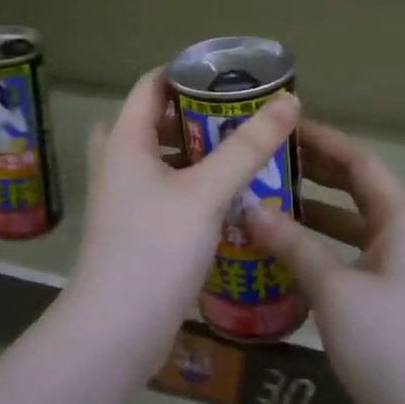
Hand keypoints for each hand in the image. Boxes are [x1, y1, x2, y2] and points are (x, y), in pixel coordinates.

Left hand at [66, 69, 299, 376]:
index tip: (232, 75)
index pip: (151, 85)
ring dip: (197, 153)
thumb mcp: (206, 193)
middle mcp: (117, 163)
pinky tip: (228, 198)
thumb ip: (247, 147)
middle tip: (241, 116)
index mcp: (124, 141)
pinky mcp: (134, 230)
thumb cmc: (154, 249)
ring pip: (161, 160)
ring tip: (242, 152)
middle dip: (197, 115)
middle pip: (155, 121)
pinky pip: (165, 192)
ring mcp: (123, 199)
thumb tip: (289, 101)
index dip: (188, 73)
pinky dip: (192, 186)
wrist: (116, 330)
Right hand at [246, 121, 404, 403]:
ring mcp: (398, 269)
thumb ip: (292, 244)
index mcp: (401, 221)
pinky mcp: (387, 299)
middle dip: (313, 172)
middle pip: (355, 190)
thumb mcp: (334, 289)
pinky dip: (318, 247)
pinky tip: (283, 253)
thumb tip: (250, 208)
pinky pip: (347, 256)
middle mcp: (404, 236)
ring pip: (349, 226)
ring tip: (264, 200)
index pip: (359, 163)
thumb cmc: (389, 343)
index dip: (323, 141)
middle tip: (266, 159)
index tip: (284, 125)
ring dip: (312, 212)